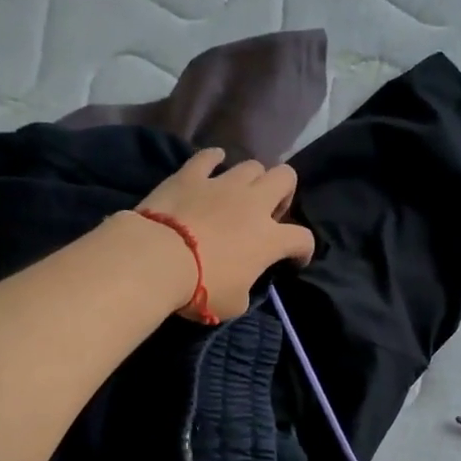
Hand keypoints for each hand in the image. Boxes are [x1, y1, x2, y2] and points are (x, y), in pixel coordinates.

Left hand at [135, 149, 314, 320]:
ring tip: (239, 193)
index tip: (294, 260)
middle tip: (269, 211)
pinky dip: (213, 160)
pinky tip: (212, 164)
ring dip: (251, 178)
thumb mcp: (234, 303)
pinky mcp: (191, 175)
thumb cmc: (200, 288)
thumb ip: (246, 289)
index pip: (302, 239)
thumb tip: (243, 282)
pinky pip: (208, 157)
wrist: (157, 259)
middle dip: (283, 192)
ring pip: (252, 165)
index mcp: (269, 239)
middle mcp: (253, 204)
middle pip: (286, 177)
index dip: (303, 250)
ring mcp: (222, 184)